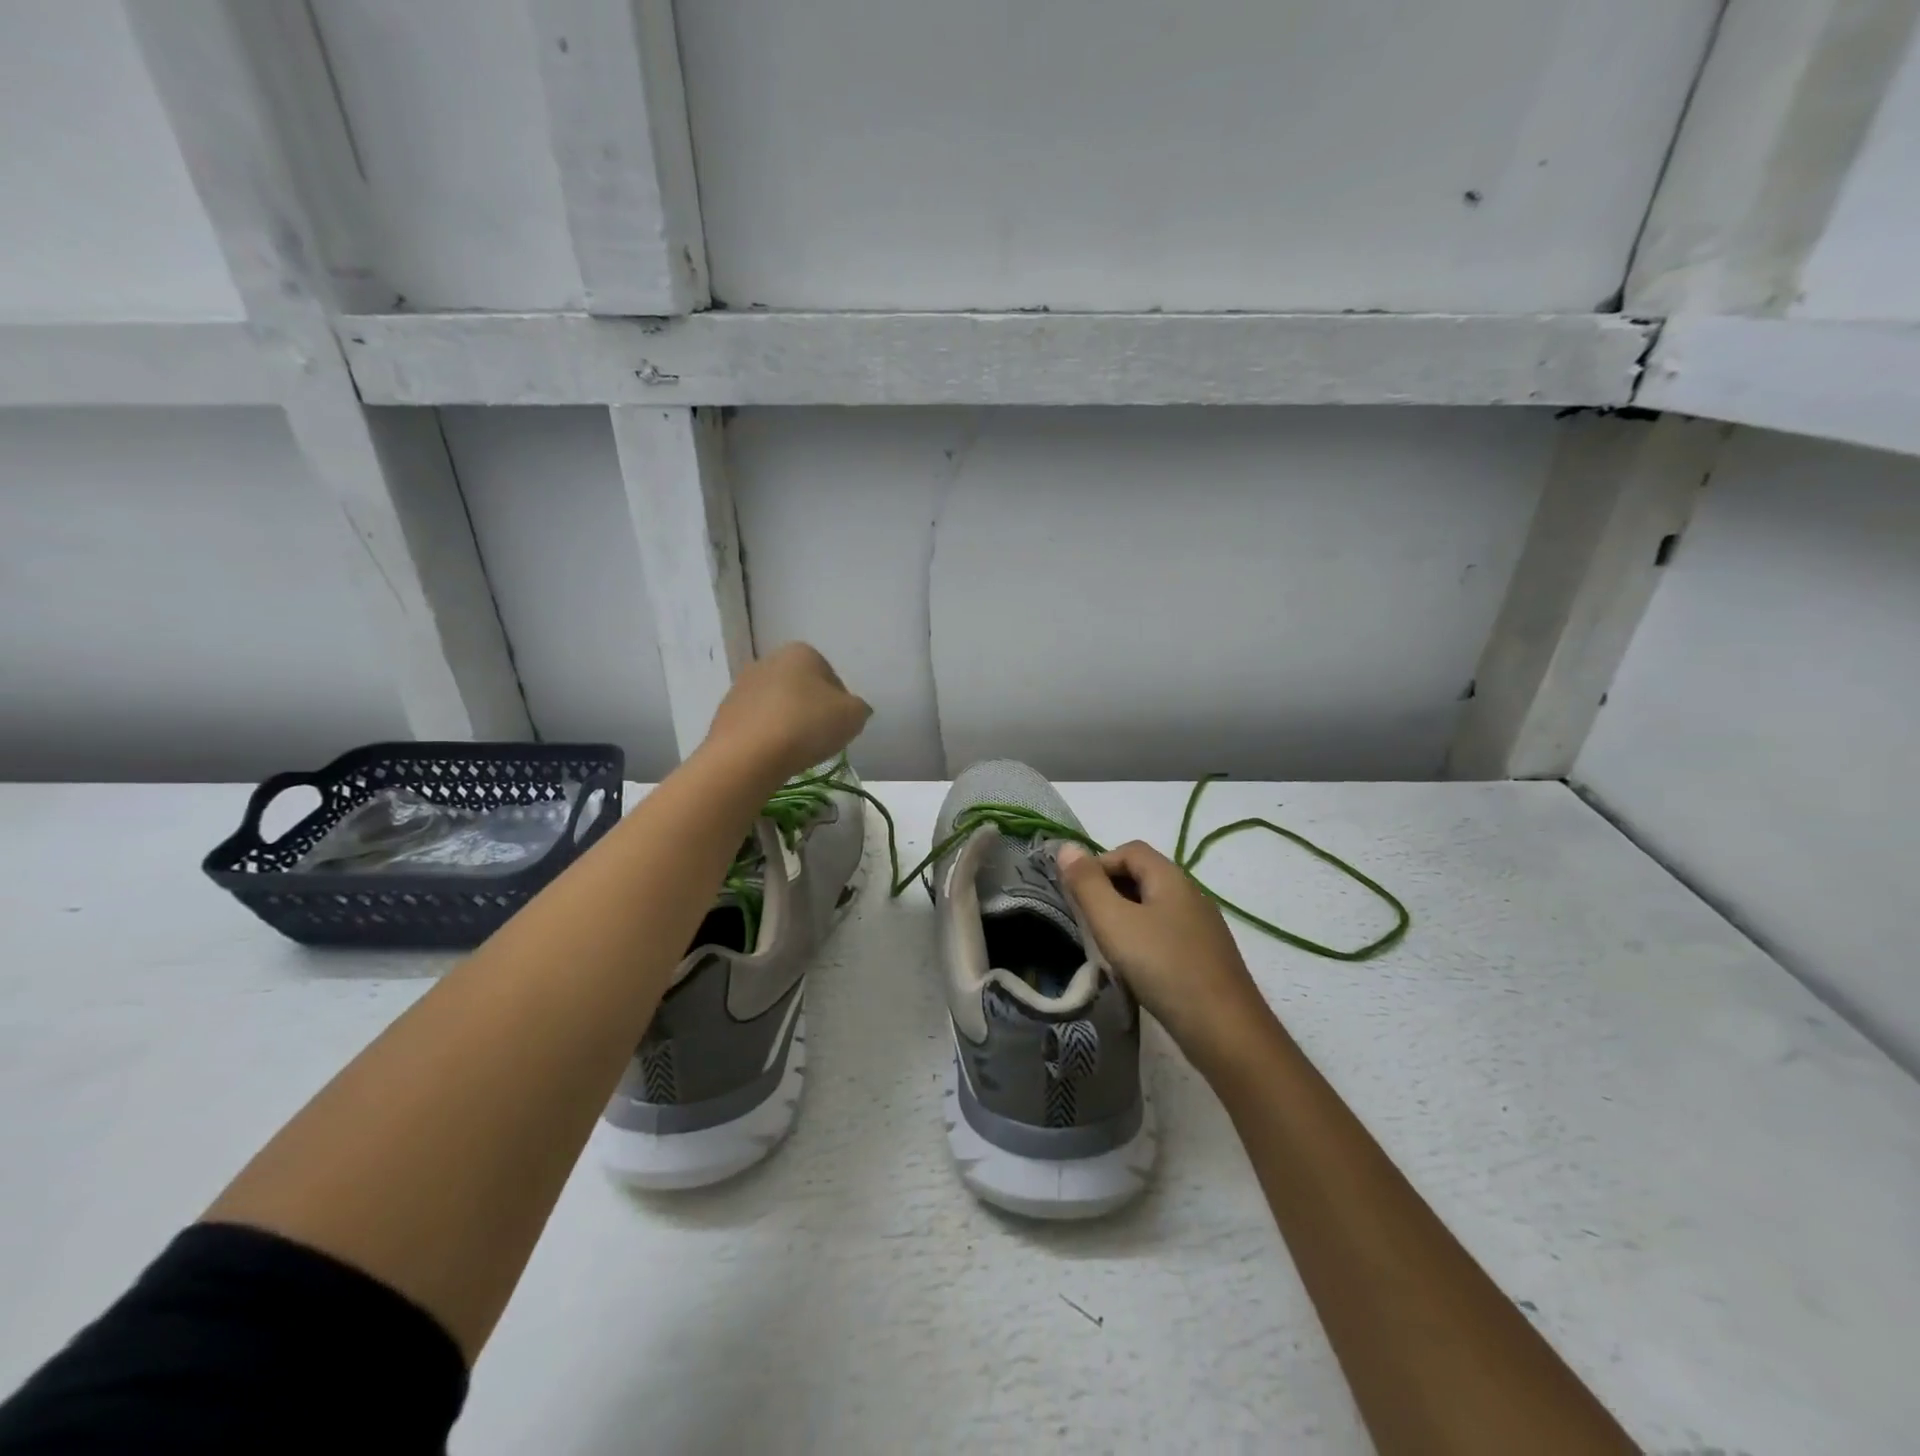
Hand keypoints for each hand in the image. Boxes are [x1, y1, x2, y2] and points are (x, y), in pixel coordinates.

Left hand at [704, 643, 871, 783]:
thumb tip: (851, 709)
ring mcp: (742, 686)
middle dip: (811, 710)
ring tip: (794, 751)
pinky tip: (772, 755)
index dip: (839, 704)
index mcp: (801, 652)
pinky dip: (767, 736)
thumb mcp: (853, 716)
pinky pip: (757, 723)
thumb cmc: (806, 726)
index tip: (839, 726)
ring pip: (777, 705)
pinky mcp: (724, 712)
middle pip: (802, 689)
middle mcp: (768, 660)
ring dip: (788, 723)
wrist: (747, 756)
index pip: (831, 677)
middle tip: (819, 739)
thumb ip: (859, 708)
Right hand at [1058, 840, 1279, 1073]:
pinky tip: (1137, 968)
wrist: (1224, 1030)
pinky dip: (1145, 939)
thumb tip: (1067, 848)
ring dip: (1126, 917)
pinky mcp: (1207, 955)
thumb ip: (1087, 884)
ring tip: (1107, 947)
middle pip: (1143, 875)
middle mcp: (1191, 893)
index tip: (1078, 896)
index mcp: (1171, 877)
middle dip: (1110, 890)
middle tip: (1088, 922)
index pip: (1129, 850)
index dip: (1098, 864)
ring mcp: (1203, 926)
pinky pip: (1167, 933)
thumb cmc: (1163, 967)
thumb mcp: (1114, 922)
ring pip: (1154, 907)